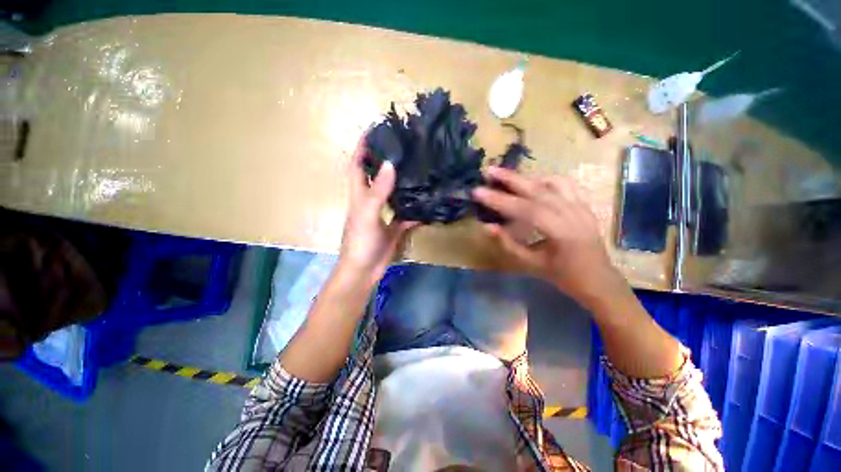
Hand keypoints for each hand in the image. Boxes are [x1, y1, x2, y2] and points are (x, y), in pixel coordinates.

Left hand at [338, 136, 415, 285]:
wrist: (364, 270)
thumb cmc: (360, 242)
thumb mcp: (367, 214)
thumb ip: (378, 191)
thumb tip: (390, 164)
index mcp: (359, 195)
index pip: (357, 165)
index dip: (362, 147)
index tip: (374, 130)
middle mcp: (370, 200)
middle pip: (376, 175)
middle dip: (385, 160)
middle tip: (403, 146)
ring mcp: (384, 213)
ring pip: (393, 192)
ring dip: (402, 181)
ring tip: (418, 166)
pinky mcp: (394, 226)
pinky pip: (406, 213)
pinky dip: (415, 207)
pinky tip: (428, 200)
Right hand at [472, 167, 626, 305]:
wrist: (598, 280)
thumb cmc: (563, 276)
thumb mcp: (532, 263)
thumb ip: (508, 243)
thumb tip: (488, 226)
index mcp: (562, 232)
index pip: (525, 210)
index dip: (500, 200)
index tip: (478, 191)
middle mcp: (573, 213)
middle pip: (538, 190)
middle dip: (511, 179)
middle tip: (489, 170)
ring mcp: (581, 206)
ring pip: (551, 183)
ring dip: (527, 178)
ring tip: (506, 176)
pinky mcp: (584, 204)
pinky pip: (565, 185)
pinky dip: (545, 180)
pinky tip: (533, 184)